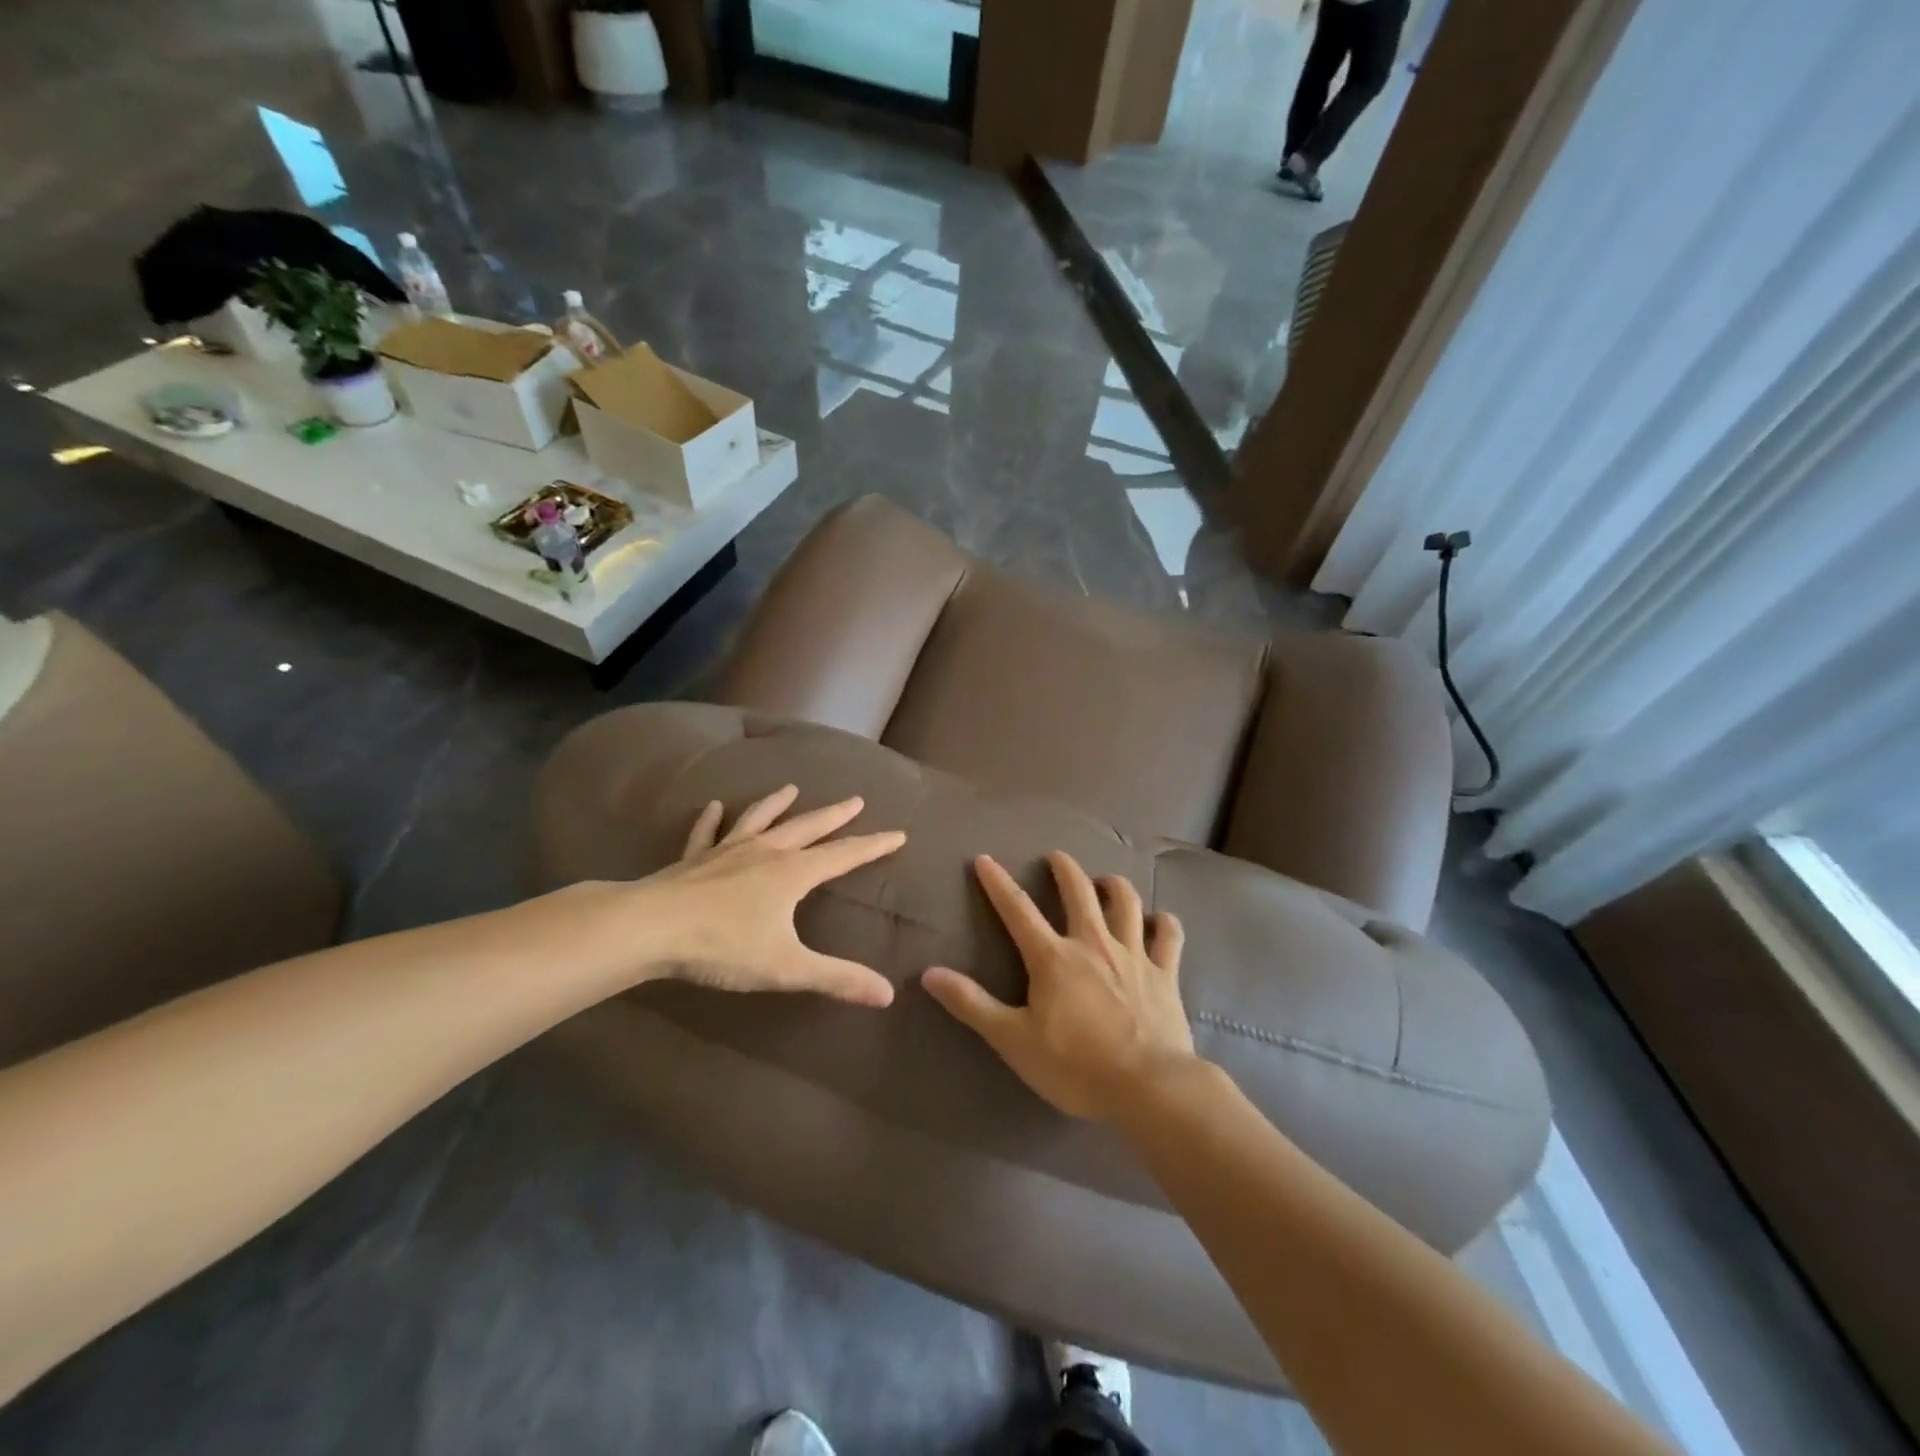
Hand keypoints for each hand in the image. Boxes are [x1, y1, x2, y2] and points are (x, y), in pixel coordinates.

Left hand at [636, 784, 904, 1007]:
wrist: (650, 928)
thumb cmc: (723, 946)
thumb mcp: (787, 967)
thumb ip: (837, 978)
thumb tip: (888, 994)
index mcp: (792, 873)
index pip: (843, 856)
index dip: (873, 846)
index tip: (898, 833)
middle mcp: (765, 853)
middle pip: (807, 827)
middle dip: (835, 815)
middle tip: (855, 800)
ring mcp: (726, 851)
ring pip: (759, 820)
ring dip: (777, 804)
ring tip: (792, 788)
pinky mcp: (694, 860)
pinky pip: (706, 833)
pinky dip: (711, 820)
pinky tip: (714, 806)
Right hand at [921, 851, 1195, 1120]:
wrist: (1148, 1087)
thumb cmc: (1075, 1066)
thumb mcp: (1013, 1039)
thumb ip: (972, 1004)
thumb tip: (929, 973)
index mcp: (1053, 957)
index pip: (1018, 909)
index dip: (998, 883)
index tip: (984, 859)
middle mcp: (1093, 943)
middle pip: (1079, 892)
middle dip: (1065, 869)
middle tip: (1056, 857)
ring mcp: (1134, 954)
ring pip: (1126, 903)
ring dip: (1113, 885)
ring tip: (1104, 880)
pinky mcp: (1165, 973)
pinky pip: (1169, 936)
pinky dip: (1164, 922)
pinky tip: (1159, 919)